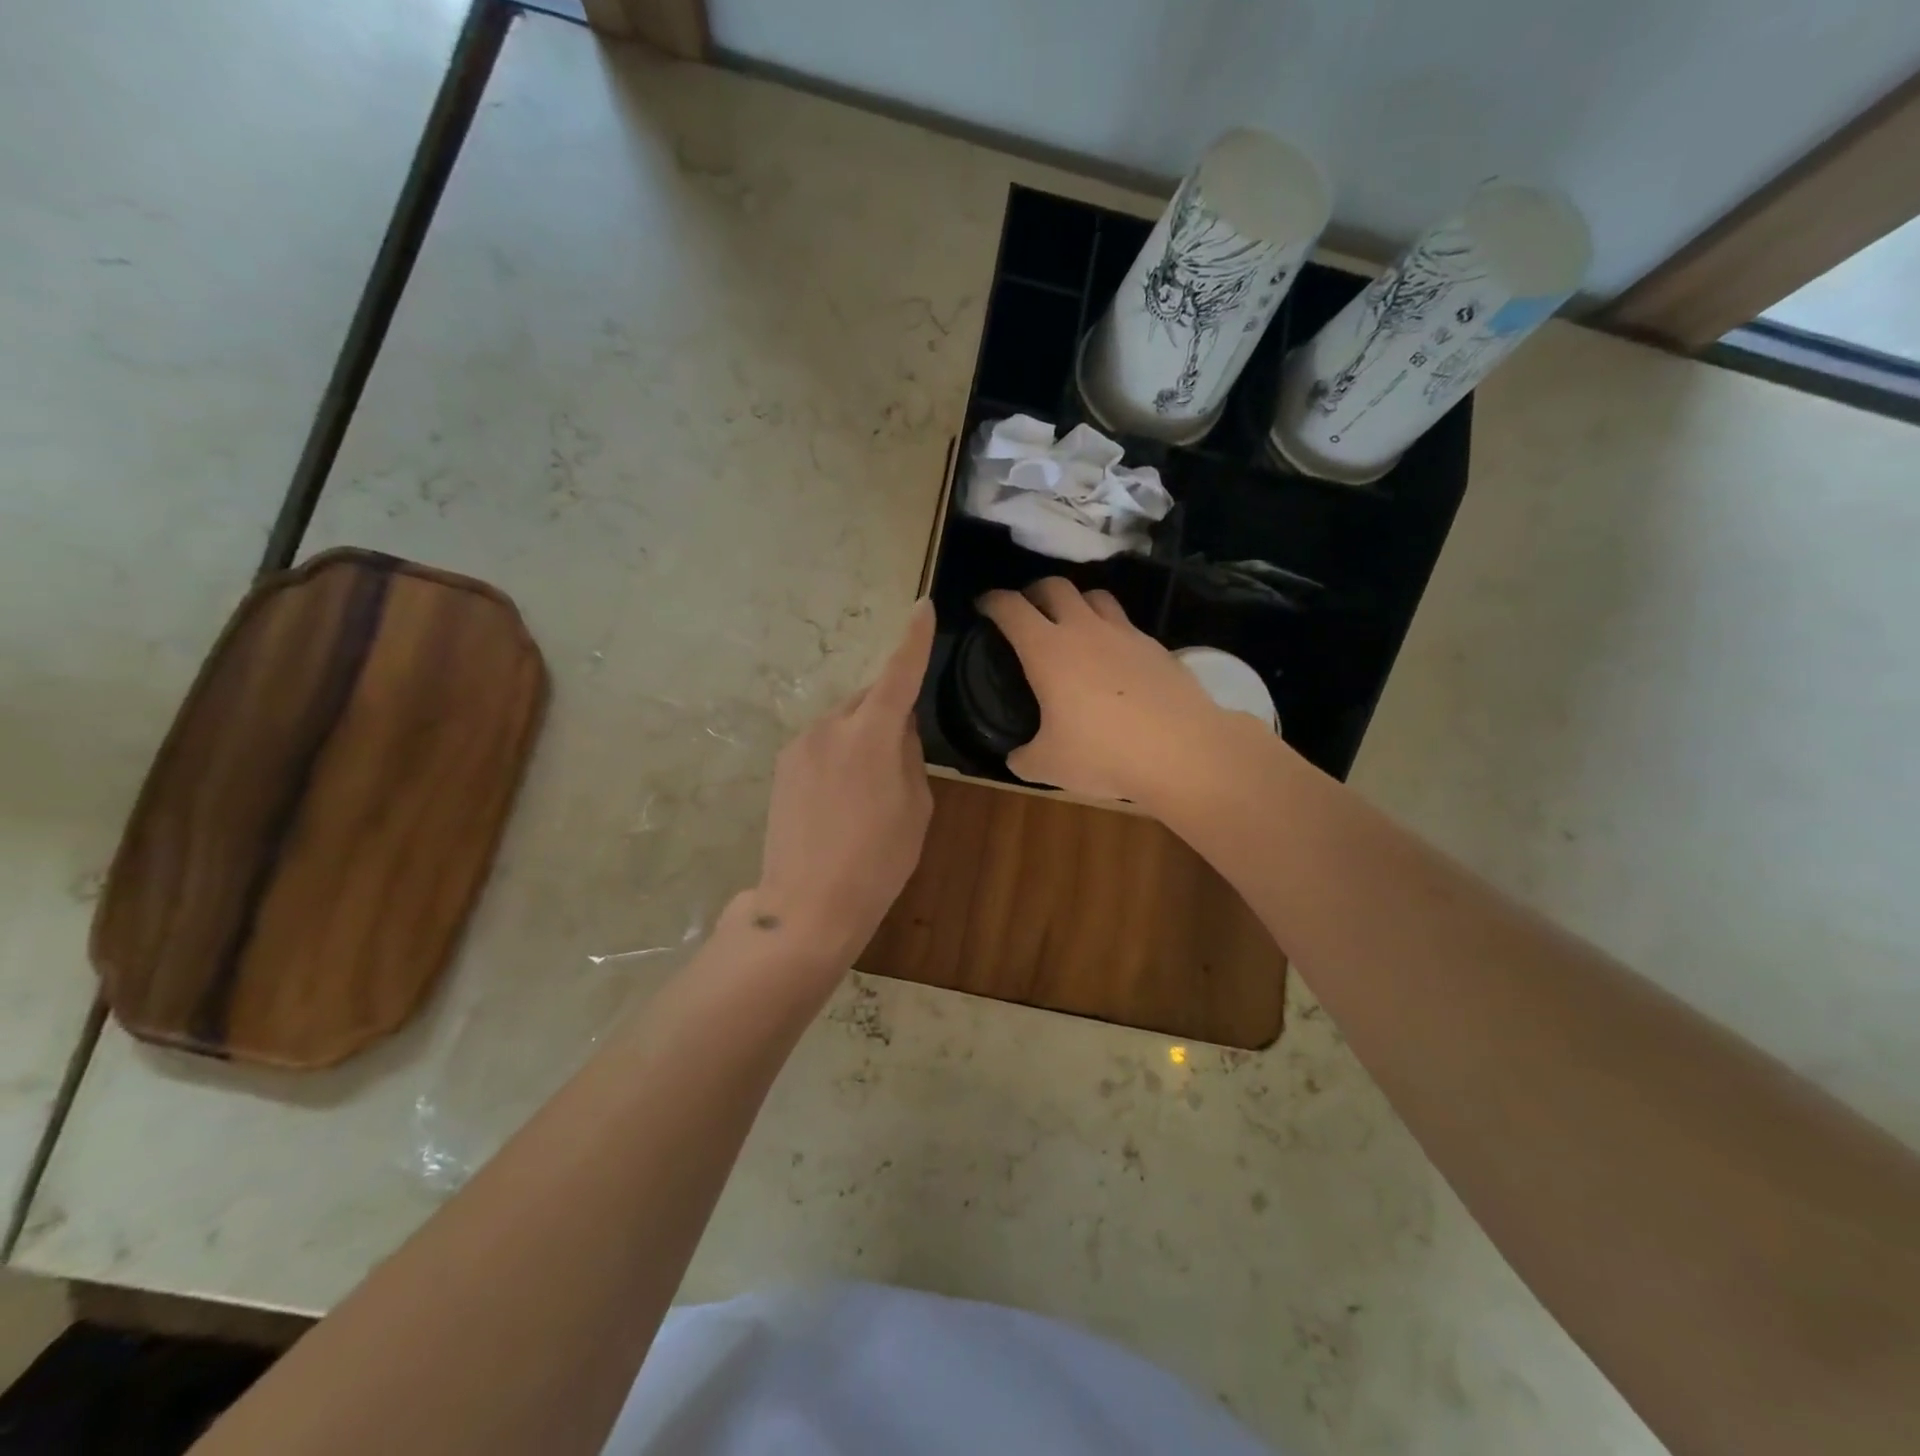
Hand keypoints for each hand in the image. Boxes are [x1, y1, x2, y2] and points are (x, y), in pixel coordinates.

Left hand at [747, 599, 935, 969]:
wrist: (807, 905)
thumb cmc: (877, 861)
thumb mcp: (915, 807)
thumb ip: (908, 755)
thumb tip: (897, 729)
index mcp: (871, 734)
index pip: (899, 674)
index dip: (913, 640)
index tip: (922, 608)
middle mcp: (830, 726)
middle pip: (869, 700)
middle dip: (889, 713)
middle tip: (902, 760)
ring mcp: (800, 744)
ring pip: (845, 723)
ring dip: (863, 738)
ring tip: (869, 792)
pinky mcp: (783, 765)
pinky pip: (823, 743)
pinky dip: (841, 754)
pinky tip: (842, 799)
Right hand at [977, 578, 1224, 802]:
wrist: (1182, 750)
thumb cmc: (1104, 753)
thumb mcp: (1049, 766)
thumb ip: (1023, 758)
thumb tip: (1016, 757)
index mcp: (1047, 650)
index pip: (1011, 608)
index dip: (992, 602)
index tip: (984, 607)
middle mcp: (1084, 630)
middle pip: (1054, 586)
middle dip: (1034, 591)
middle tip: (1026, 610)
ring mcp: (1124, 633)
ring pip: (1094, 596)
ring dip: (1075, 602)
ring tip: (1070, 624)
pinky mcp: (1155, 646)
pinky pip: (1124, 624)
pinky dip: (1109, 629)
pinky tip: (1111, 657)